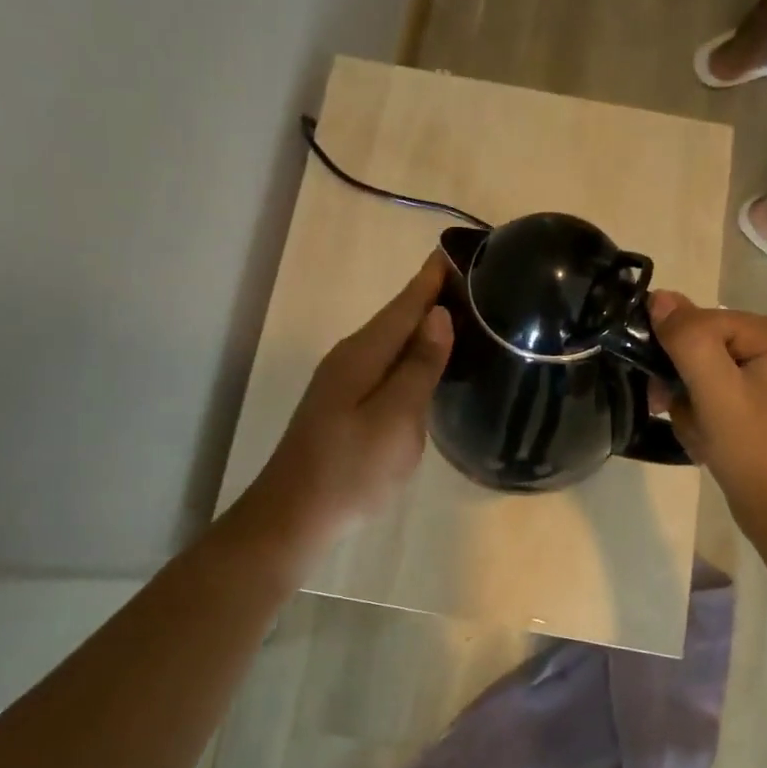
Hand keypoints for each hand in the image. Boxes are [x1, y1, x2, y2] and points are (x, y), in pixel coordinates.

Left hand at [246, 252, 453, 545]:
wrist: (294, 517)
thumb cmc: (350, 469)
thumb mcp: (395, 418)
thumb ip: (418, 367)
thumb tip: (438, 315)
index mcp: (363, 354)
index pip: (404, 304)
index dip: (431, 279)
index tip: (456, 250)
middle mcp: (350, 358)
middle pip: (396, 318)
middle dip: (429, 297)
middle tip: (472, 282)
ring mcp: (343, 383)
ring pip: (390, 342)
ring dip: (420, 325)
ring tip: (459, 314)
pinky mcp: (344, 406)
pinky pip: (384, 365)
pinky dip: (409, 354)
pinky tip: (425, 363)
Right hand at [646, 290, 766, 552]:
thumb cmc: (754, 451)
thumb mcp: (716, 390)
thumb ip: (687, 338)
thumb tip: (658, 296)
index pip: (703, 321)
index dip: (676, 353)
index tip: (663, 391)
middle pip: (700, 345)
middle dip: (682, 381)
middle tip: (672, 411)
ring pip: (699, 371)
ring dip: (686, 403)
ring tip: (698, 432)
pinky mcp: (756, 401)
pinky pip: (709, 393)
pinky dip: (698, 416)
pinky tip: (705, 440)